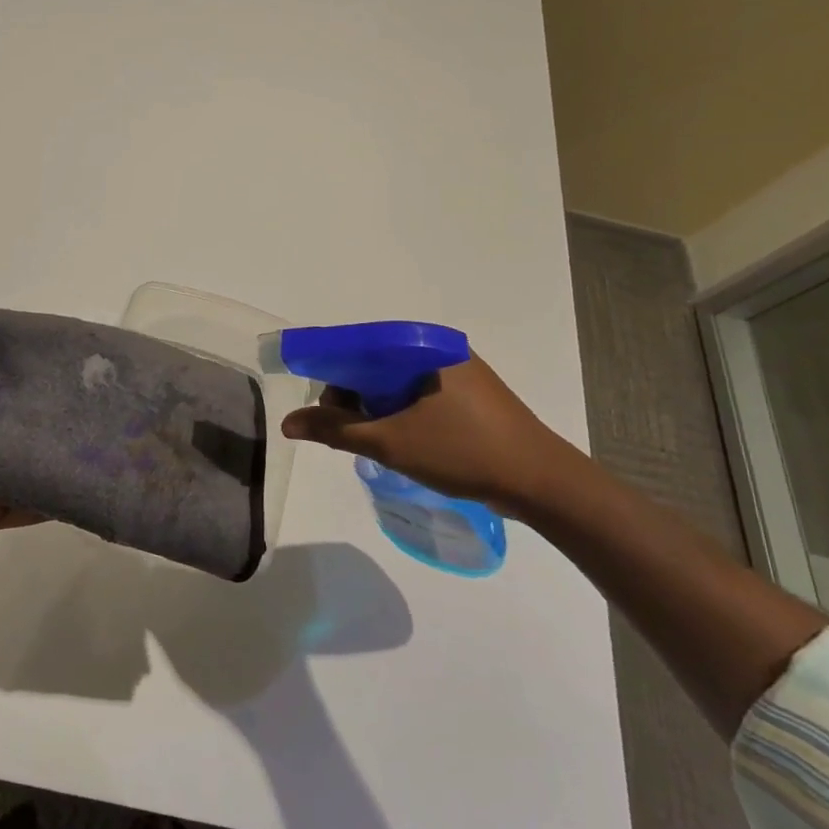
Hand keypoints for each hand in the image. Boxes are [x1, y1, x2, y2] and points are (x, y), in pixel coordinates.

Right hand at [279, 353, 587, 516]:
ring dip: (376, 409)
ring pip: (396, 383)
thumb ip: (335, 430)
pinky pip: (419, 395)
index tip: (323, 409)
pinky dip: (400, 414)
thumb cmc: (462, 452)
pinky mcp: (471, 396)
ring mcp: (458, 372)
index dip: (331, 373)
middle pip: (376, 364)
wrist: (542, 483)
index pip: (358, 346)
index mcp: (423, 345)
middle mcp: (440, 349)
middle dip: (354, 397)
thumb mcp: (389, 442)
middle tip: (348, 433)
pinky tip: (399, 441)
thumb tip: (287, 423)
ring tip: (373, 442)